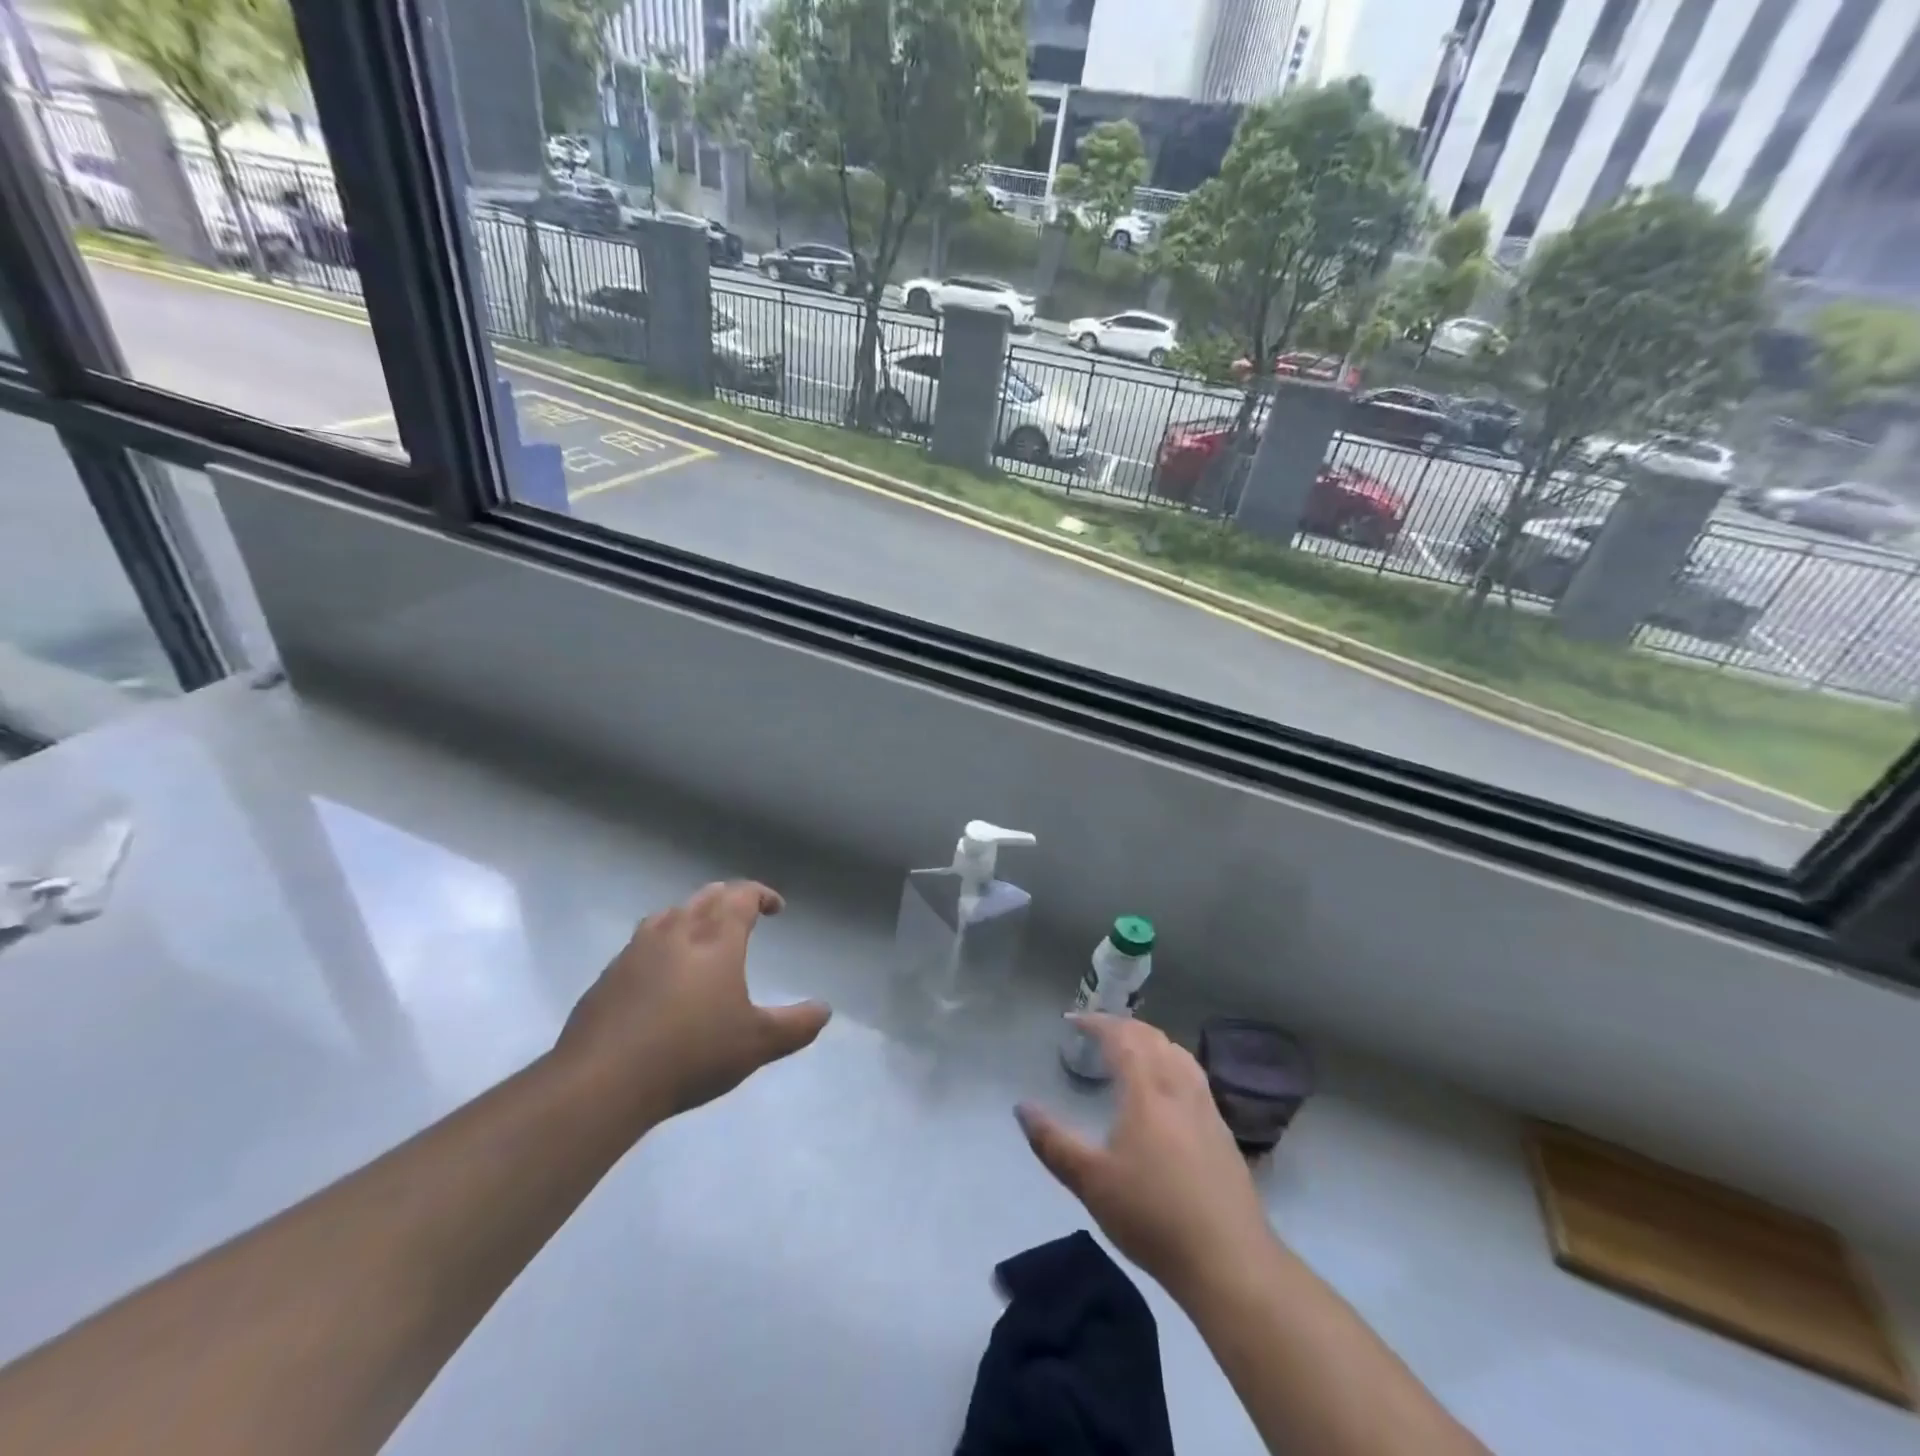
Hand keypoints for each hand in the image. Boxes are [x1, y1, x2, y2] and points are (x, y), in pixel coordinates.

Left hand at [554, 881, 830, 1128]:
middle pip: (706, 897)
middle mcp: (676, 931)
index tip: (775, 908)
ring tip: (702, 935)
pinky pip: (642, 943)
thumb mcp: (757, 1044)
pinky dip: (661, 943)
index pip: (741, 896)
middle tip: (743, 914)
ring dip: (692, 915)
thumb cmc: (692, 1053)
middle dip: (729, 899)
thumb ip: (796, 1025)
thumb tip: (824, 1011)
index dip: (761, 895)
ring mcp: (636, 950)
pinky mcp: (609, 975)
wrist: (603, 1080)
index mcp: (715, 938)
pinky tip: (661, 973)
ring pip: (669, 914)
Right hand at [1017, 1015, 1273, 1297]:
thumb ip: (1052, 1142)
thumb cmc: (1152, 1216)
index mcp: (1146, 1091)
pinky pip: (1193, 1074)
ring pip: (1178, 1053)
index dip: (1097, 1023)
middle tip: (1097, 1031)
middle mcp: (1179, 1087)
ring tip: (1130, 1051)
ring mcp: (1206, 1107)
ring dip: (1150, 1041)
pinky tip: (1166, 1089)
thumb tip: (1022, 1107)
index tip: (1073, 1021)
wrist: (1228, 1260)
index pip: (1122, 1038)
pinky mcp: (1222, 1130)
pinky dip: (1171, 1062)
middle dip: (1122, 1027)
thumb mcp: (1090, 1182)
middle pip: (1152, 1038)